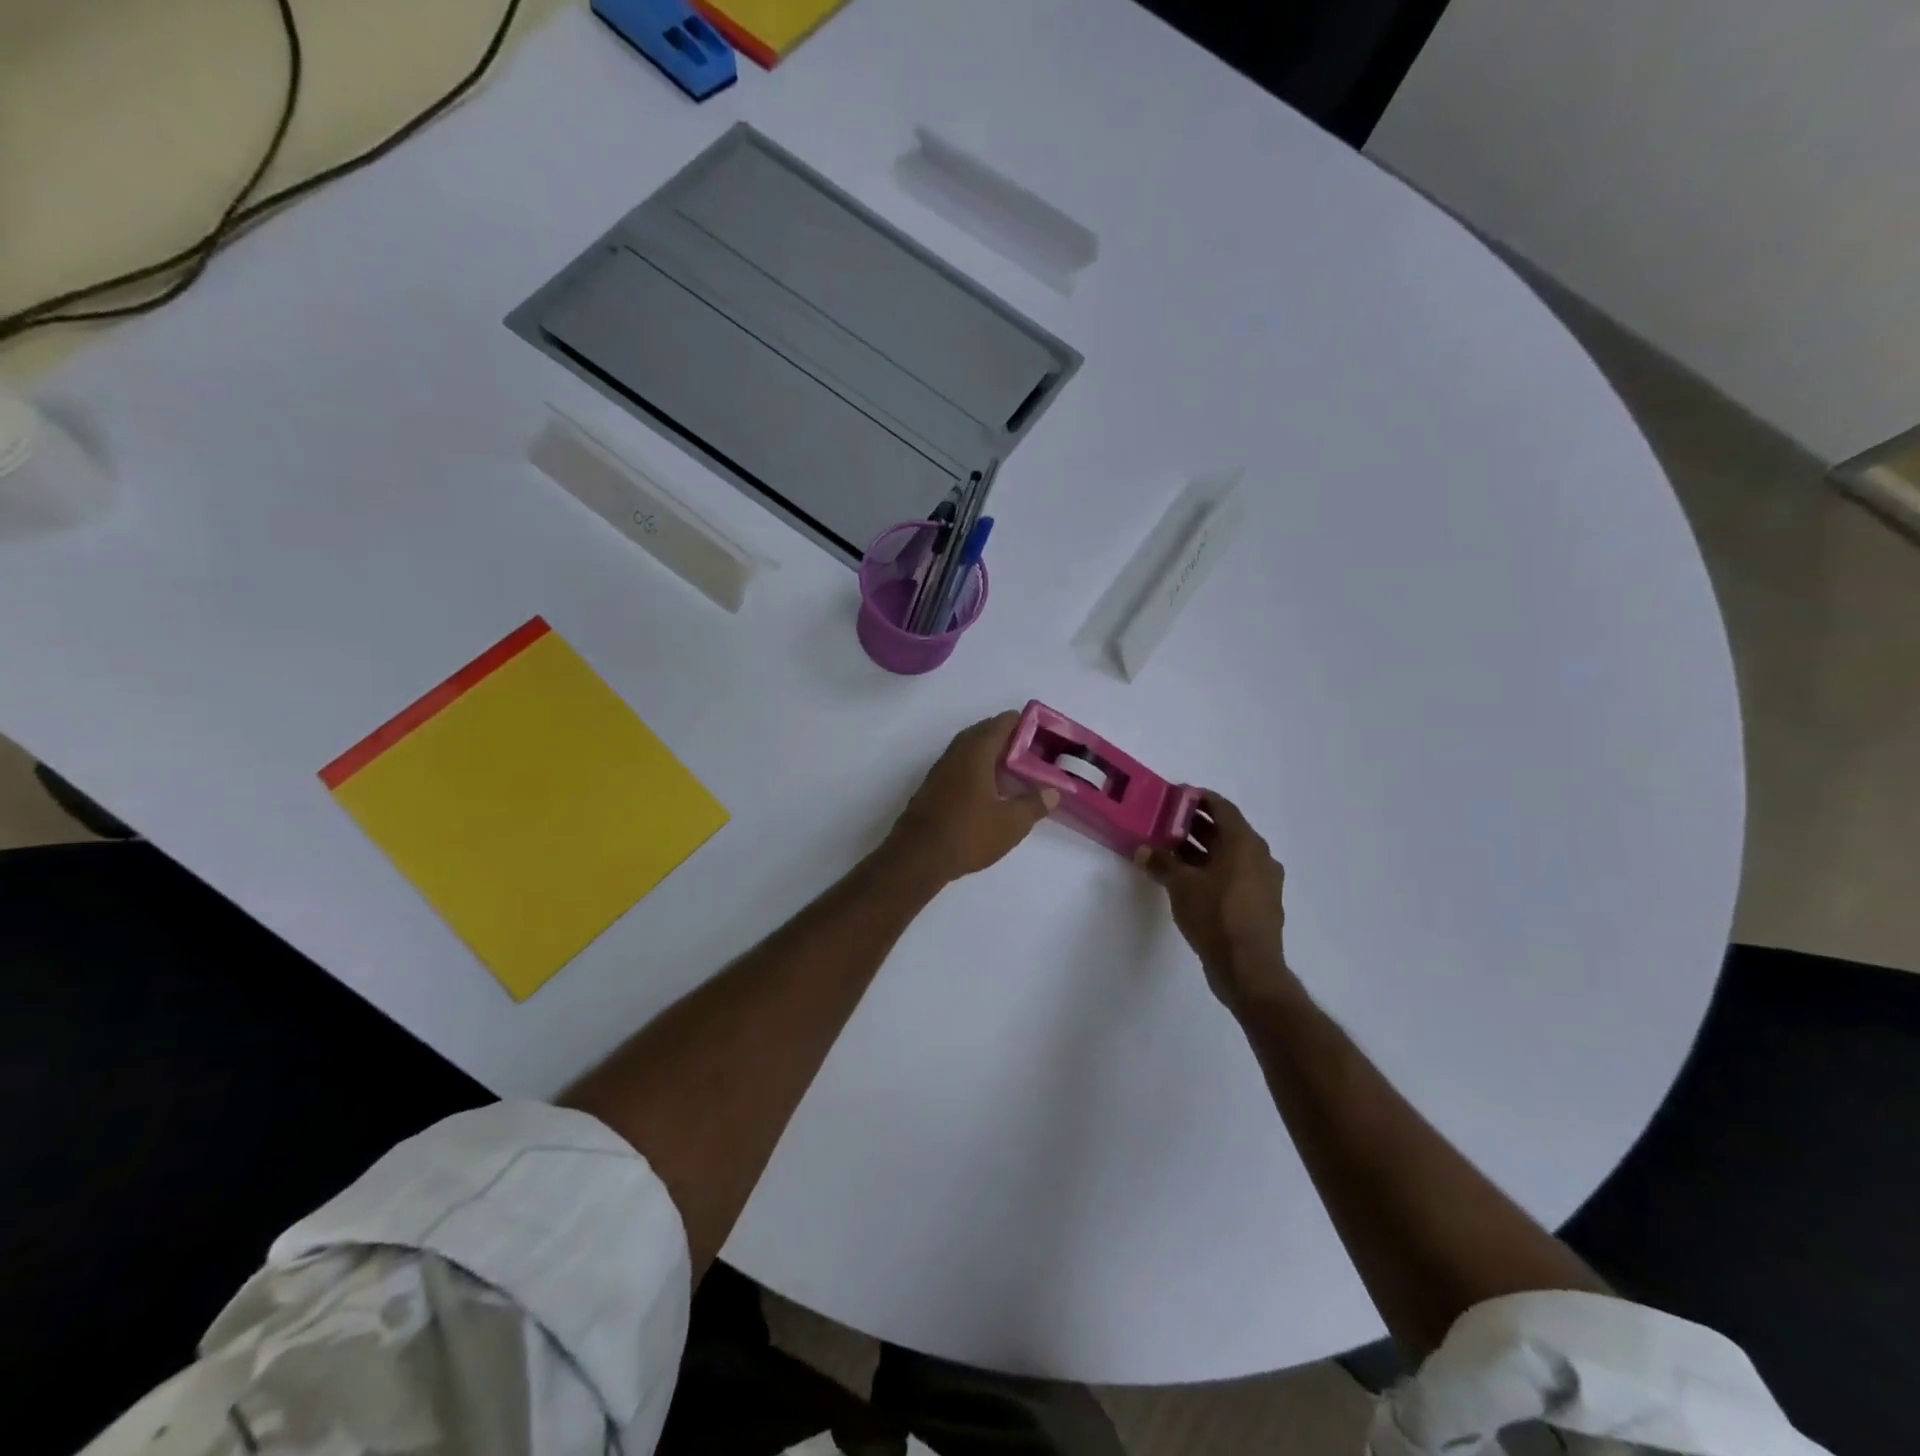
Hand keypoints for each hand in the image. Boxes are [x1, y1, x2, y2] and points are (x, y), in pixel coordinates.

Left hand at [885, 712, 1057, 888]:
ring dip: (990, 753)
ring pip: (969, 749)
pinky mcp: (932, 787)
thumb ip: (1034, 804)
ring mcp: (940, 770)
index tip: (1042, 733)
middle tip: (1031, 751)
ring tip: (1013, 769)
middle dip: (1008, 737)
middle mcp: (956, 753)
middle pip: (984, 732)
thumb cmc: (968, 834)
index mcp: (976, 752)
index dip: (1024, 723)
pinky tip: (988, 789)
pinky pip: (959, 766)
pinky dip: (976, 768)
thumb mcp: (1011, 823)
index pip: (1002, 723)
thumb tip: (1053, 792)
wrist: (917, 857)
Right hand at [1139, 792, 1298, 1011]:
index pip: (1222, 807)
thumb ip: (1161, 863)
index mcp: (1244, 843)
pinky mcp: (1259, 903)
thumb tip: (1143, 850)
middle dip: (1195, 825)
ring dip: (1202, 849)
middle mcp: (1259, 856)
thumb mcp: (1180, 886)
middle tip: (1165, 823)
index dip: (1198, 798)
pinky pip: (1234, 875)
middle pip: (1225, 830)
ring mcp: (1263, 881)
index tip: (1175, 796)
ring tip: (1170, 850)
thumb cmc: (1216, 916)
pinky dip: (1212, 870)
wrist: (1248, 969)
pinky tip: (1188, 880)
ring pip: (1229, 854)